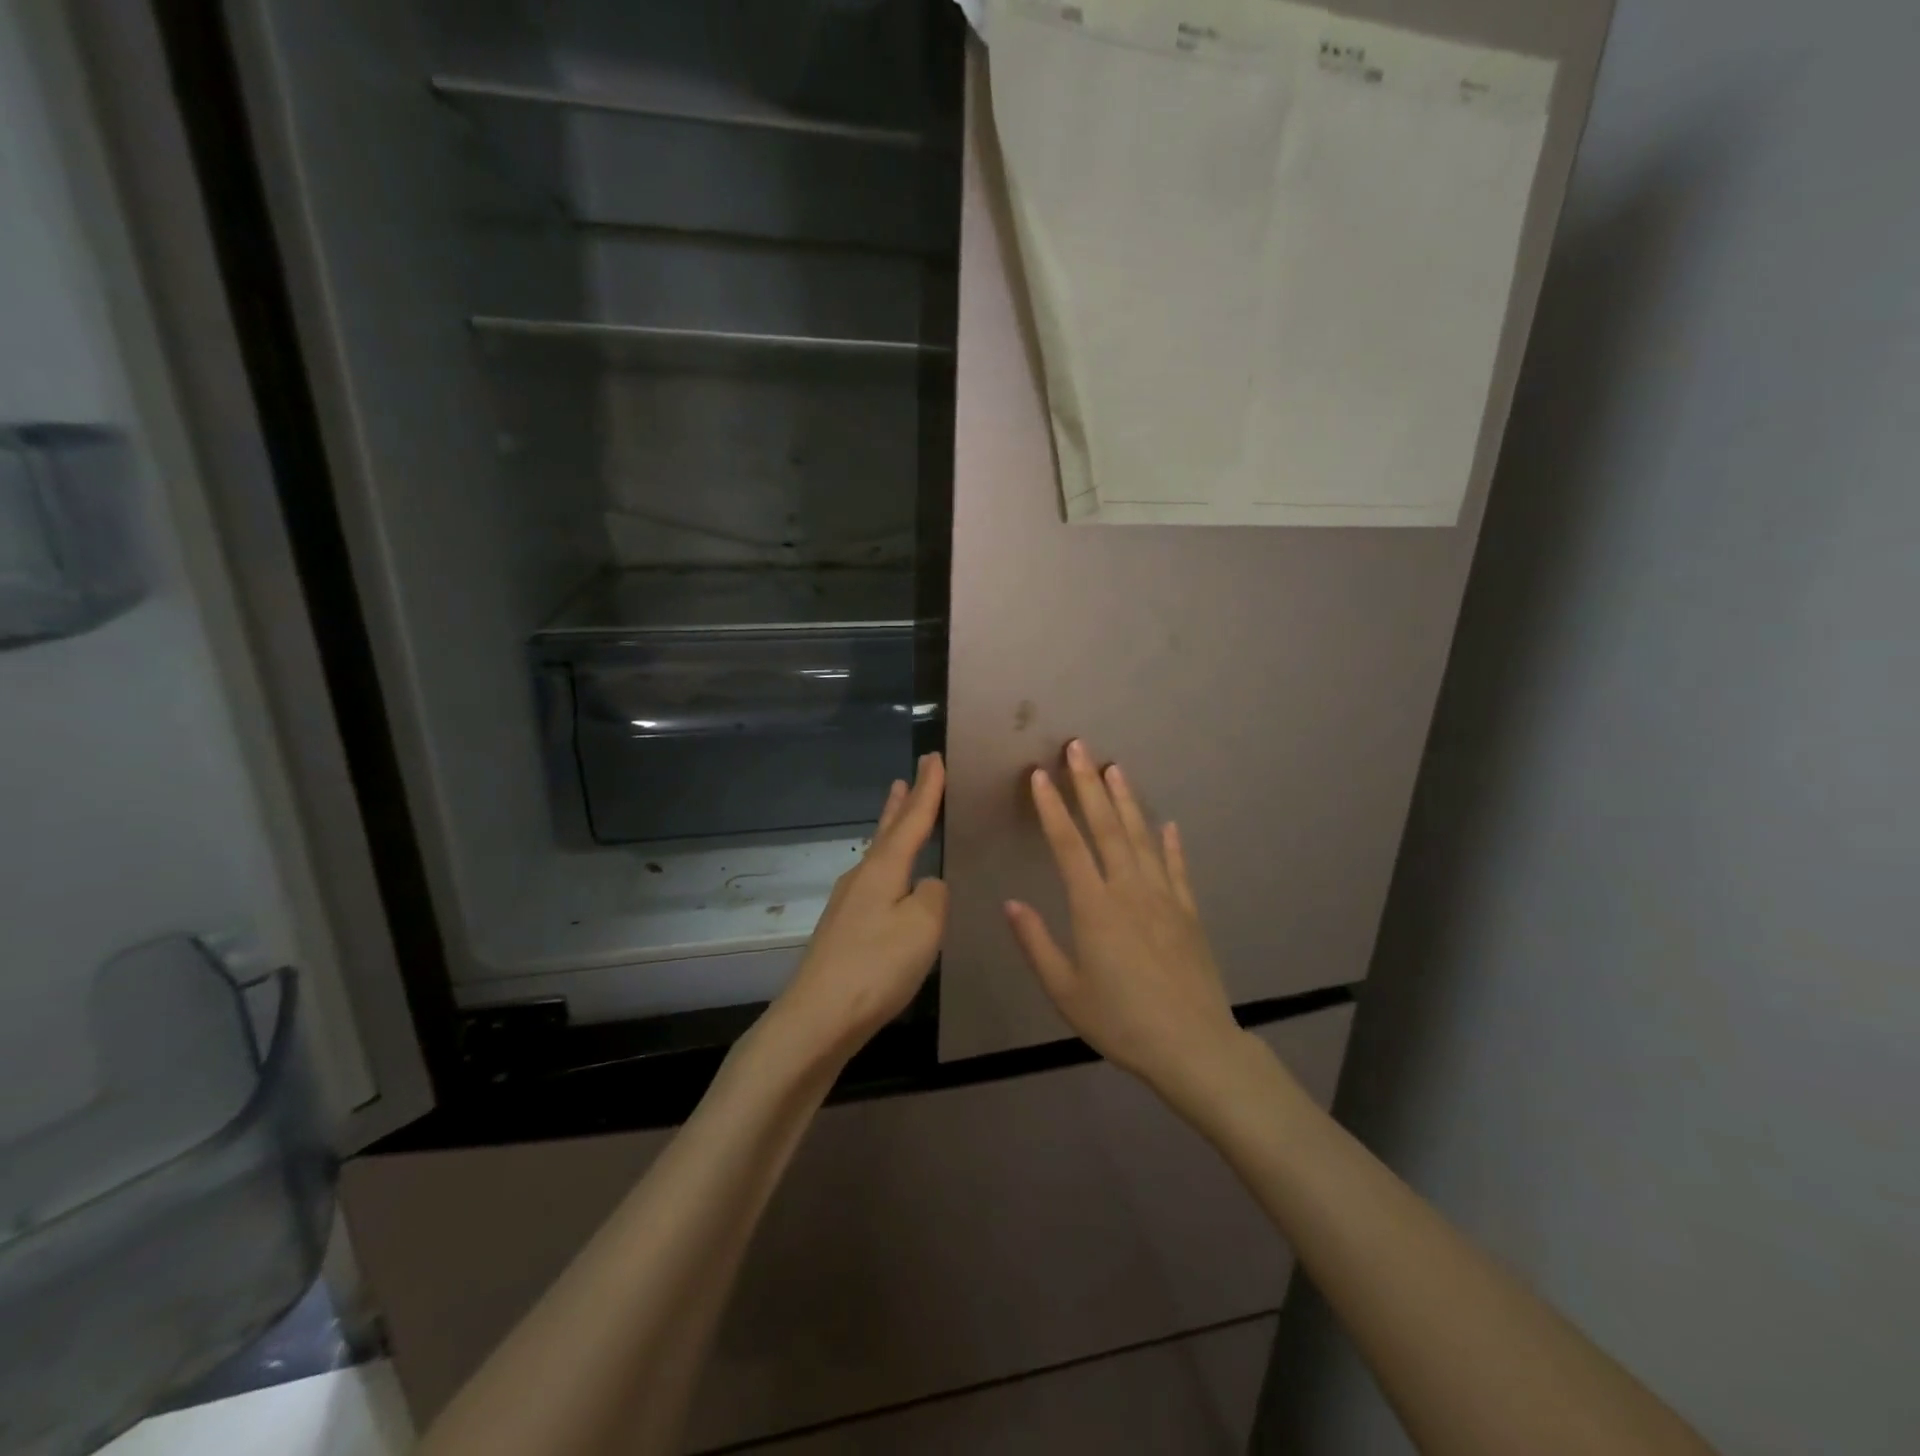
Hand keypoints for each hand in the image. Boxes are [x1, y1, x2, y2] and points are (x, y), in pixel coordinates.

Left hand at [773, 753, 948, 1058]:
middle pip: (887, 830)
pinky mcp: (844, 930)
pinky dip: (888, 865)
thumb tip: (926, 886)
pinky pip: (874, 882)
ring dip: (891, 830)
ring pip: (878, 855)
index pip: (912, 818)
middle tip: (910, 775)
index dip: (928, 788)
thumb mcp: (923, 926)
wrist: (818, 1018)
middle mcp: (862, 877)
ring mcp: (848, 904)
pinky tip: (891, 881)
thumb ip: (933, 895)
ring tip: (898, 811)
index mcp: (884, 869)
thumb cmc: (876, 966)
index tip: (934, 757)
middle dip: (902, 803)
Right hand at [1004, 740, 1244, 1093]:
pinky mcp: (1189, 912)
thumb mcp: (1065, 991)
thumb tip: (1011, 903)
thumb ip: (1036, 943)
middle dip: (1089, 784)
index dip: (1051, 807)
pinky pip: (1177, 868)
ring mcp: (1163, 897)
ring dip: (1127, 800)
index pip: (1067, 844)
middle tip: (1079, 747)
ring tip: (1115, 769)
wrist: (1193, 1046)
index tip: (1039, 774)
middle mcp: (1129, 890)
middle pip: (1107, 826)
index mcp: (1094, 906)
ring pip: (1142, 837)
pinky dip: (1171, 844)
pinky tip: (1169, 825)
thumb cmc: (1120, 1021)